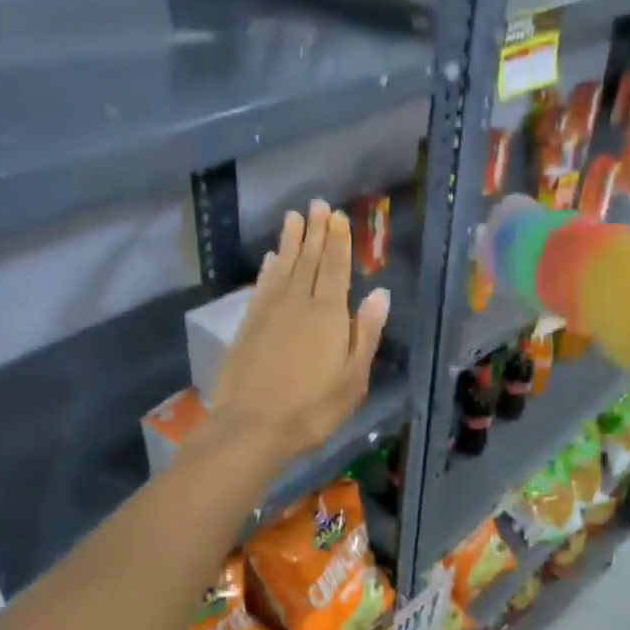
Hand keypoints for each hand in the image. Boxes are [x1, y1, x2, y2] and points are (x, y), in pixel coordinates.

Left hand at [210, 201, 389, 460]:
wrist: (252, 425)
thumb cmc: (312, 408)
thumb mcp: (353, 378)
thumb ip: (365, 334)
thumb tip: (380, 294)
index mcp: (328, 315)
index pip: (336, 269)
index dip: (339, 242)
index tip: (339, 216)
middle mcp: (298, 303)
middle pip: (309, 260)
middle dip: (316, 231)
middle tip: (318, 204)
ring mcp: (270, 312)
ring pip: (283, 267)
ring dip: (290, 241)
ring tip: (294, 217)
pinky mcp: (249, 325)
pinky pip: (262, 286)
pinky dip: (268, 269)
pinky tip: (270, 259)